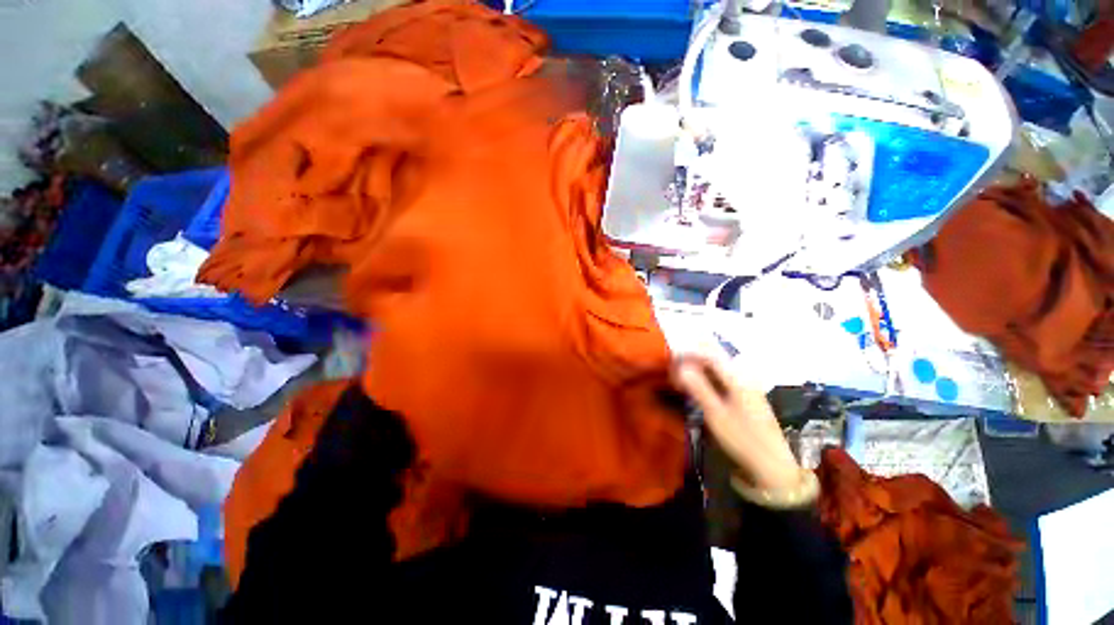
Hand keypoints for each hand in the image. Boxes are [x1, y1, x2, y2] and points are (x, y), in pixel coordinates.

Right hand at [673, 355, 801, 491]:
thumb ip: (699, 389)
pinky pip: (724, 378)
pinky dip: (709, 377)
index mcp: (738, 379)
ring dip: (700, 367)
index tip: (673, 360)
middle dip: (694, 358)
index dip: (690, 354)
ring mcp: (747, 387)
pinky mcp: (747, 397)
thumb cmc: (743, 440)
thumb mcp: (716, 415)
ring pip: (720, 367)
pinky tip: (700, 385)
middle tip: (676, 367)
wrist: (773, 466)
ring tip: (683, 375)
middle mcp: (744, 377)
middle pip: (716, 358)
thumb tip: (682, 367)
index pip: (711, 355)